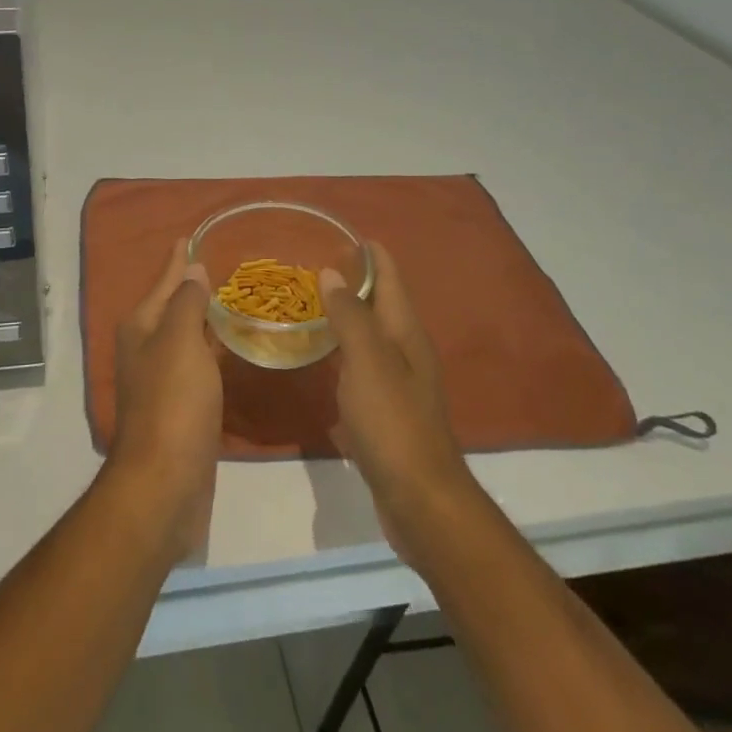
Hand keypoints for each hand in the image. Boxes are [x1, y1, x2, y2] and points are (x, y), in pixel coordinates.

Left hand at [107, 241, 222, 558]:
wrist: (164, 485)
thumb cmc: (172, 404)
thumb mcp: (180, 341)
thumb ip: (187, 303)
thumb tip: (193, 270)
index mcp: (141, 327)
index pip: (164, 280)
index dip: (179, 259)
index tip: (193, 235)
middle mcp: (146, 349)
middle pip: (172, 307)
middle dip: (193, 287)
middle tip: (224, 265)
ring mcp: (161, 380)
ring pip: (186, 336)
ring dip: (203, 318)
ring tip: (232, 299)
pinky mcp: (180, 409)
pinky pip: (198, 365)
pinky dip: (211, 349)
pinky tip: (230, 346)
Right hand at [319, 246, 477, 567]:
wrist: (421, 500)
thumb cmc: (393, 423)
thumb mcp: (368, 362)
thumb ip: (350, 316)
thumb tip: (331, 272)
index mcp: (405, 332)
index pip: (389, 277)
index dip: (369, 253)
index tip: (339, 231)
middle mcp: (406, 350)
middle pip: (381, 302)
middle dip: (354, 279)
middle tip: (312, 262)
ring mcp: (399, 382)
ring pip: (370, 333)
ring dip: (346, 314)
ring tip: (310, 301)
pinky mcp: (387, 410)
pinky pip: (362, 364)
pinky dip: (343, 349)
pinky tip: (321, 356)